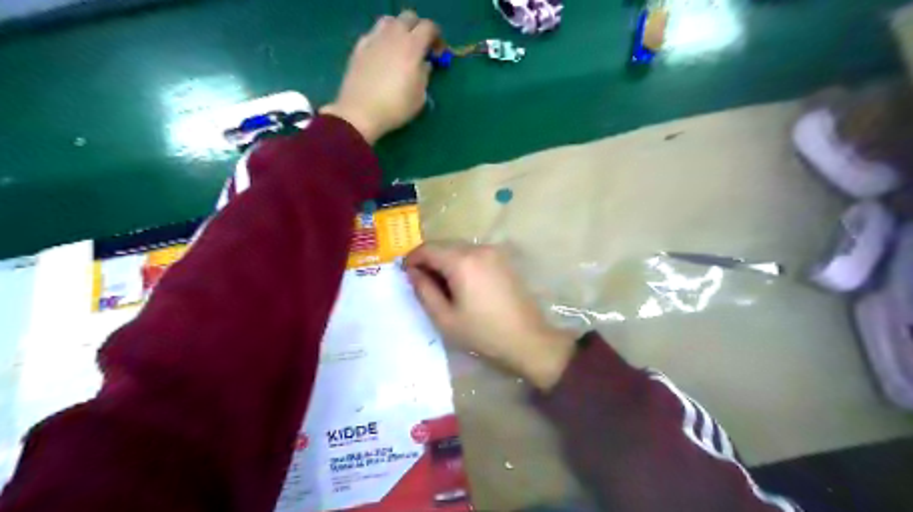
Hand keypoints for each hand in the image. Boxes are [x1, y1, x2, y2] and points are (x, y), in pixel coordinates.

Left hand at [321, 12, 437, 142]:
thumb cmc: (395, 107)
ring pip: (389, 21)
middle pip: (409, 18)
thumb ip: (425, 75)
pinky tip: (383, 56)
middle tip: (421, 48)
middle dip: (418, 28)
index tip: (438, 53)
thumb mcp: (420, 96)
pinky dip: (382, 39)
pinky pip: (374, 34)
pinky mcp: (359, 47)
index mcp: (412, 46)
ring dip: (399, 30)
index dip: (437, 37)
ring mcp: (373, 39)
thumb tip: (424, 65)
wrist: (360, 112)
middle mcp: (393, 36)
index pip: (429, 27)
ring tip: (400, 48)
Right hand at [405, 242, 576, 389]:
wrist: (528, 340)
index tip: (404, 274)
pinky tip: (461, 284)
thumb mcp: (445, 318)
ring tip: (441, 286)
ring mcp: (494, 252)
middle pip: (443, 245)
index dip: (411, 259)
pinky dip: (461, 263)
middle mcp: (478, 248)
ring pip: (458, 248)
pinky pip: (474, 254)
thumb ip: (424, 291)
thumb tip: (412, 272)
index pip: (427, 249)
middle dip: (428, 260)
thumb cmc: (483, 333)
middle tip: (421, 283)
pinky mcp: (503, 260)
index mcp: (462, 261)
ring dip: (445, 261)